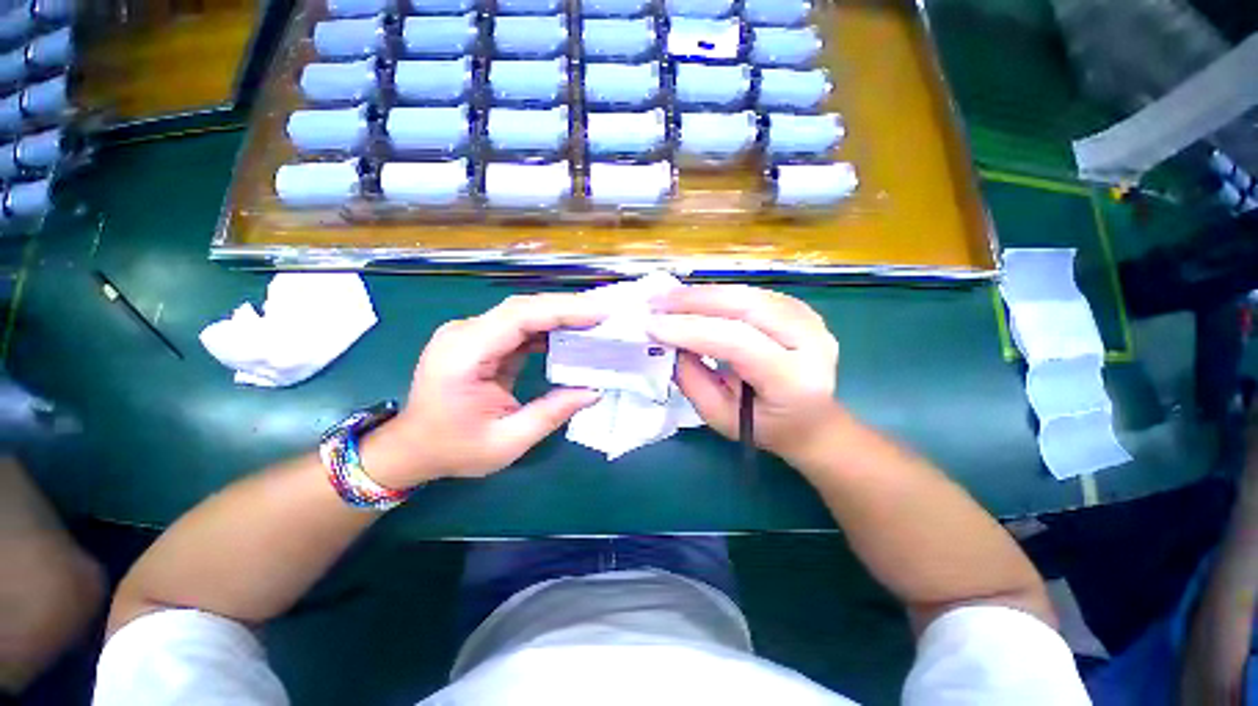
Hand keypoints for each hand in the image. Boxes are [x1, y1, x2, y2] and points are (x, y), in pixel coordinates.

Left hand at [363, 294, 603, 486]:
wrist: (413, 447)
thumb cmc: (454, 449)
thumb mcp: (507, 442)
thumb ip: (552, 413)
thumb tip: (594, 391)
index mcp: (464, 355)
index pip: (518, 317)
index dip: (561, 311)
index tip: (598, 313)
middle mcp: (464, 333)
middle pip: (522, 308)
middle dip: (567, 308)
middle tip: (604, 314)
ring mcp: (470, 333)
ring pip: (522, 312)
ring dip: (559, 315)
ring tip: (594, 322)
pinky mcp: (480, 339)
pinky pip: (518, 326)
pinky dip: (547, 327)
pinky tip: (570, 334)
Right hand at [648, 285, 842, 466]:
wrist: (811, 419)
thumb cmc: (764, 426)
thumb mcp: (720, 416)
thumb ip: (692, 380)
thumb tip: (670, 341)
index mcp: (794, 380)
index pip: (738, 342)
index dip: (691, 330)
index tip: (652, 325)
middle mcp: (811, 342)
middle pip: (746, 306)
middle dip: (694, 301)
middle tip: (656, 301)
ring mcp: (810, 319)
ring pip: (748, 293)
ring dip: (703, 294)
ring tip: (668, 298)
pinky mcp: (800, 309)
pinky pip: (752, 294)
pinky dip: (718, 295)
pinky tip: (693, 299)